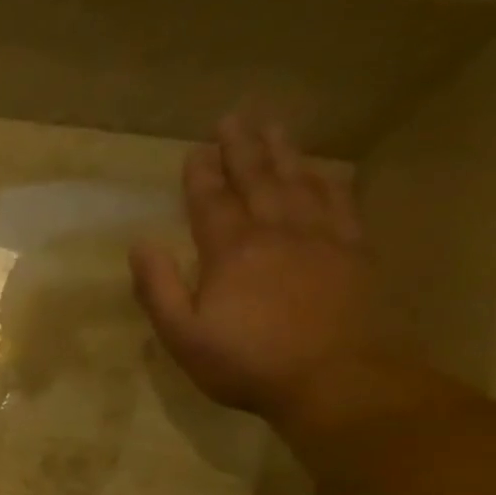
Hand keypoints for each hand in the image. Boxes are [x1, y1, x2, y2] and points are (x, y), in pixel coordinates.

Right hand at [129, 114, 406, 430]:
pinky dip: (327, 180)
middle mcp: (277, 231)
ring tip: (274, 126)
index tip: (195, 150)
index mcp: (231, 251)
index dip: (201, 175)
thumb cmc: (246, 363)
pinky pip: (340, 201)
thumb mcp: (182, 335)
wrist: (335, 378)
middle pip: (258, 179)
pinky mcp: (354, 251)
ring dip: (284, 152)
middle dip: (242, 147)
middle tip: (235, 116)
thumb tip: (140, 244)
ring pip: (300, 181)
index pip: (211, 202)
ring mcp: (322, 237)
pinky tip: (322, 170)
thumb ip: (159, 288)